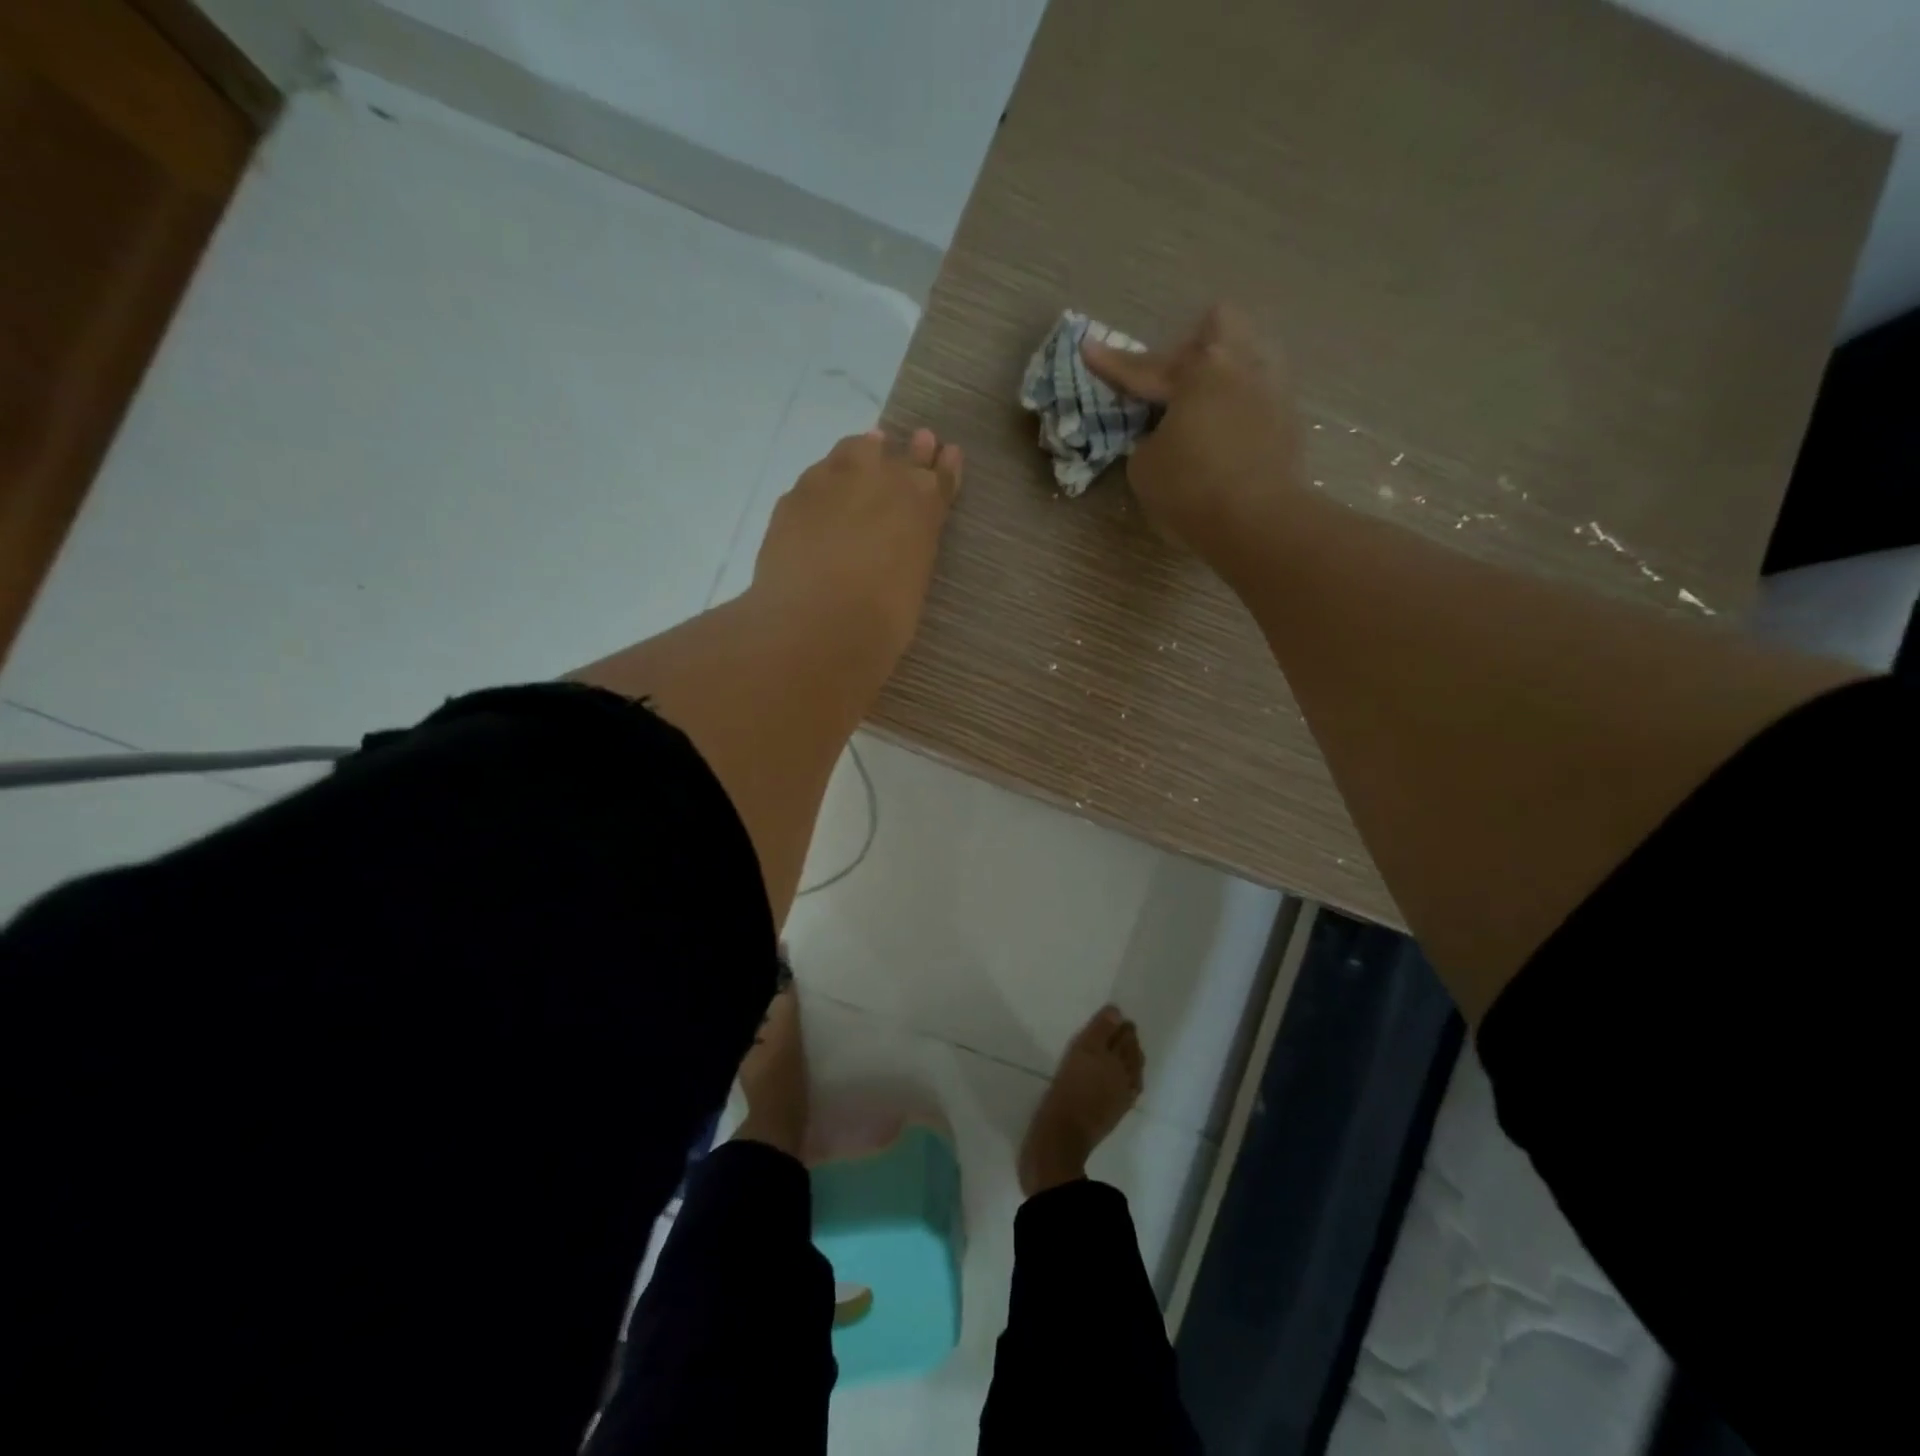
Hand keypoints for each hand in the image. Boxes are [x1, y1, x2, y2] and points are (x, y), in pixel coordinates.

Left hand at [752, 427, 962, 663]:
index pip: (940, 478)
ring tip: (868, 450)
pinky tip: (825, 488)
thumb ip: (910, 552)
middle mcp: (882, 481)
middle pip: (899, 456)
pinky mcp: (795, 495)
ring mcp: (834, 481)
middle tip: (917, 442)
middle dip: (910, 452)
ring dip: (865, 452)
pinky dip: (827, 478)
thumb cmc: (880, 621)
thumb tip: (897, 547)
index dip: (945, 467)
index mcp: (922, 506)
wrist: (816, 624)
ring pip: (854, 451)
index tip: (948, 453)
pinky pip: (818, 476)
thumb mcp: (912, 585)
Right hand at [1081, 305, 1303, 558]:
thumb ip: (1147, 440)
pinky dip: (1242, 406)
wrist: (1258, 522)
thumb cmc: (1191, 489)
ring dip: (1226, 371)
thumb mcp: (1144, 467)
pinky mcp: (1290, 420)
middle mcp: (1240, 366)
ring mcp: (1272, 389)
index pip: (1144, 367)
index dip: (1112, 363)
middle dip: (1195, 343)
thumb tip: (1163, 436)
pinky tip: (1229, 433)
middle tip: (1174, 381)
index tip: (1088, 348)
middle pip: (1220, 324)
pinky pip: (1262, 394)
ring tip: (1206, 405)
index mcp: (1198, 371)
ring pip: (1250, 354)